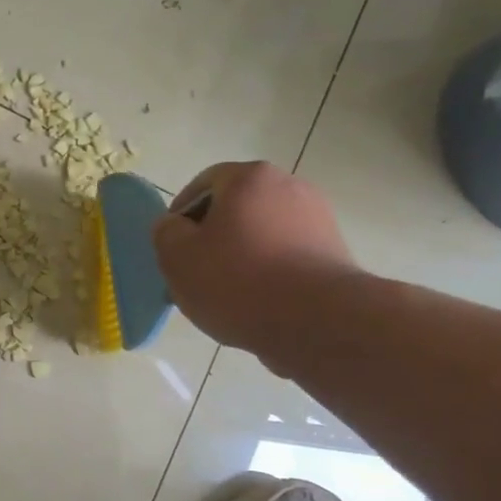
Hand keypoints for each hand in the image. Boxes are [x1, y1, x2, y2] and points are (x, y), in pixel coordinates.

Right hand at [151, 162, 363, 371]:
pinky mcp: (335, 254)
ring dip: (241, 258)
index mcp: (249, 178)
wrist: (318, 322)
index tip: (173, 246)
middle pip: (236, 209)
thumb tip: (174, 226)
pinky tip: (257, 304)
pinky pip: (287, 257)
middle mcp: (290, 187)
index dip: (181, 213)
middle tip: (195, 272)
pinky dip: (269, 274)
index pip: (204, 183)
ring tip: (225, 295)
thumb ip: (165, 232)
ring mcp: (318, 220)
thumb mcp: (177, 256)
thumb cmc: (237, 280)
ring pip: (262, 235)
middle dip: (213, 237)